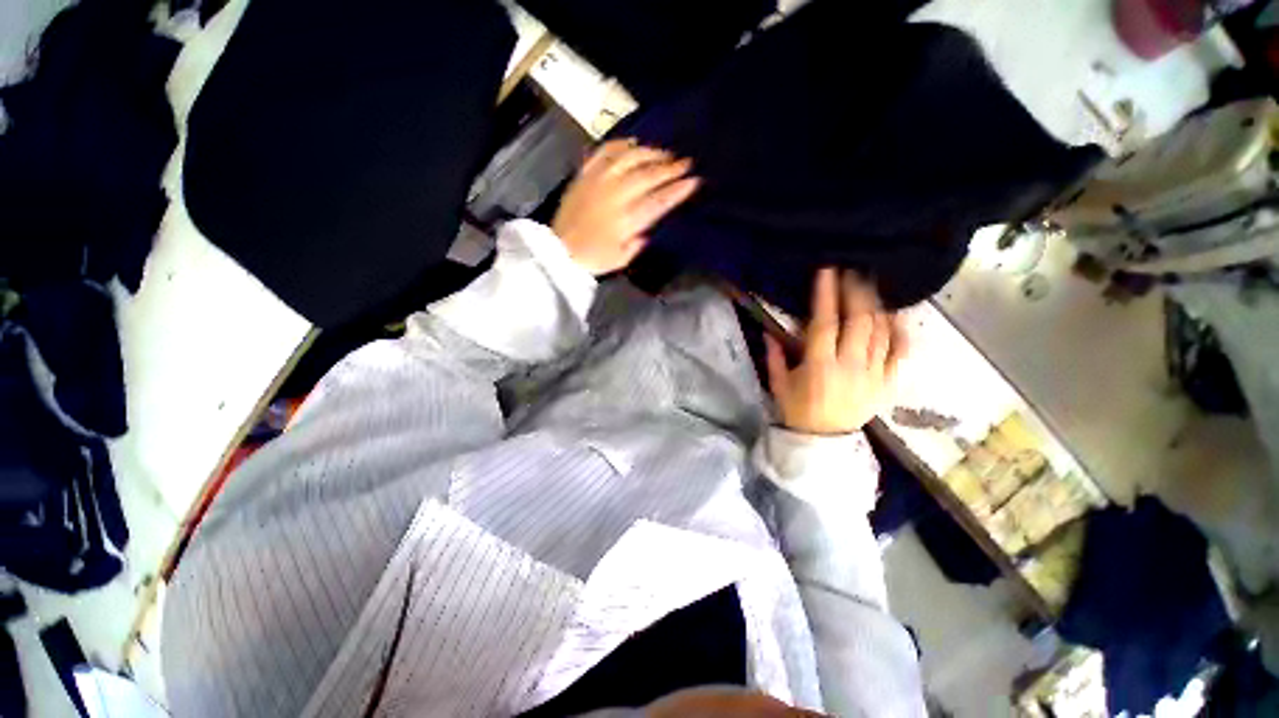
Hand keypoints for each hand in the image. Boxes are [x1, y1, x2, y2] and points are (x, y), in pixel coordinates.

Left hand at [552, 139, 700, 275]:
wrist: (560, 250)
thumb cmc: (593, 259)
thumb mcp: (620, 260)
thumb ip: (637, 244)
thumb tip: (649, 230)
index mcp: (625, 222)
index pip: (657, 201)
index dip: (677, 190)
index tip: (694, 181)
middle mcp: (614, 197)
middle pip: (647, 176)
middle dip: (670, 168)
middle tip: (686, 162)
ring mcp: (598, 182)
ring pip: (629, 159)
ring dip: (650, 153)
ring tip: (664, 153)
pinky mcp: (585, 175)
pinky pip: (604, 152)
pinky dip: (621, 145)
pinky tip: (633, 142)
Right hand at [765, 268, 908, 434]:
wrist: (824, 441)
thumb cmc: (797, 411)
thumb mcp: (778, 384)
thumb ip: (774, 357)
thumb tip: (769, 332)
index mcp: (819, 366)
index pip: (825, 324)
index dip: (827, 296)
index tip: (828, 272)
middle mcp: (850, 366)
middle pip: (859, 322)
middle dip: (856, 293)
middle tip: (853, 273)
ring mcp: (873, 374)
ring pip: (881, 333)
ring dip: (876, 306)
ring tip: (871, 287)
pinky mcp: (887, 383)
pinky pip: (900, 354)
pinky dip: (900, 332)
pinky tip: (896, 316)